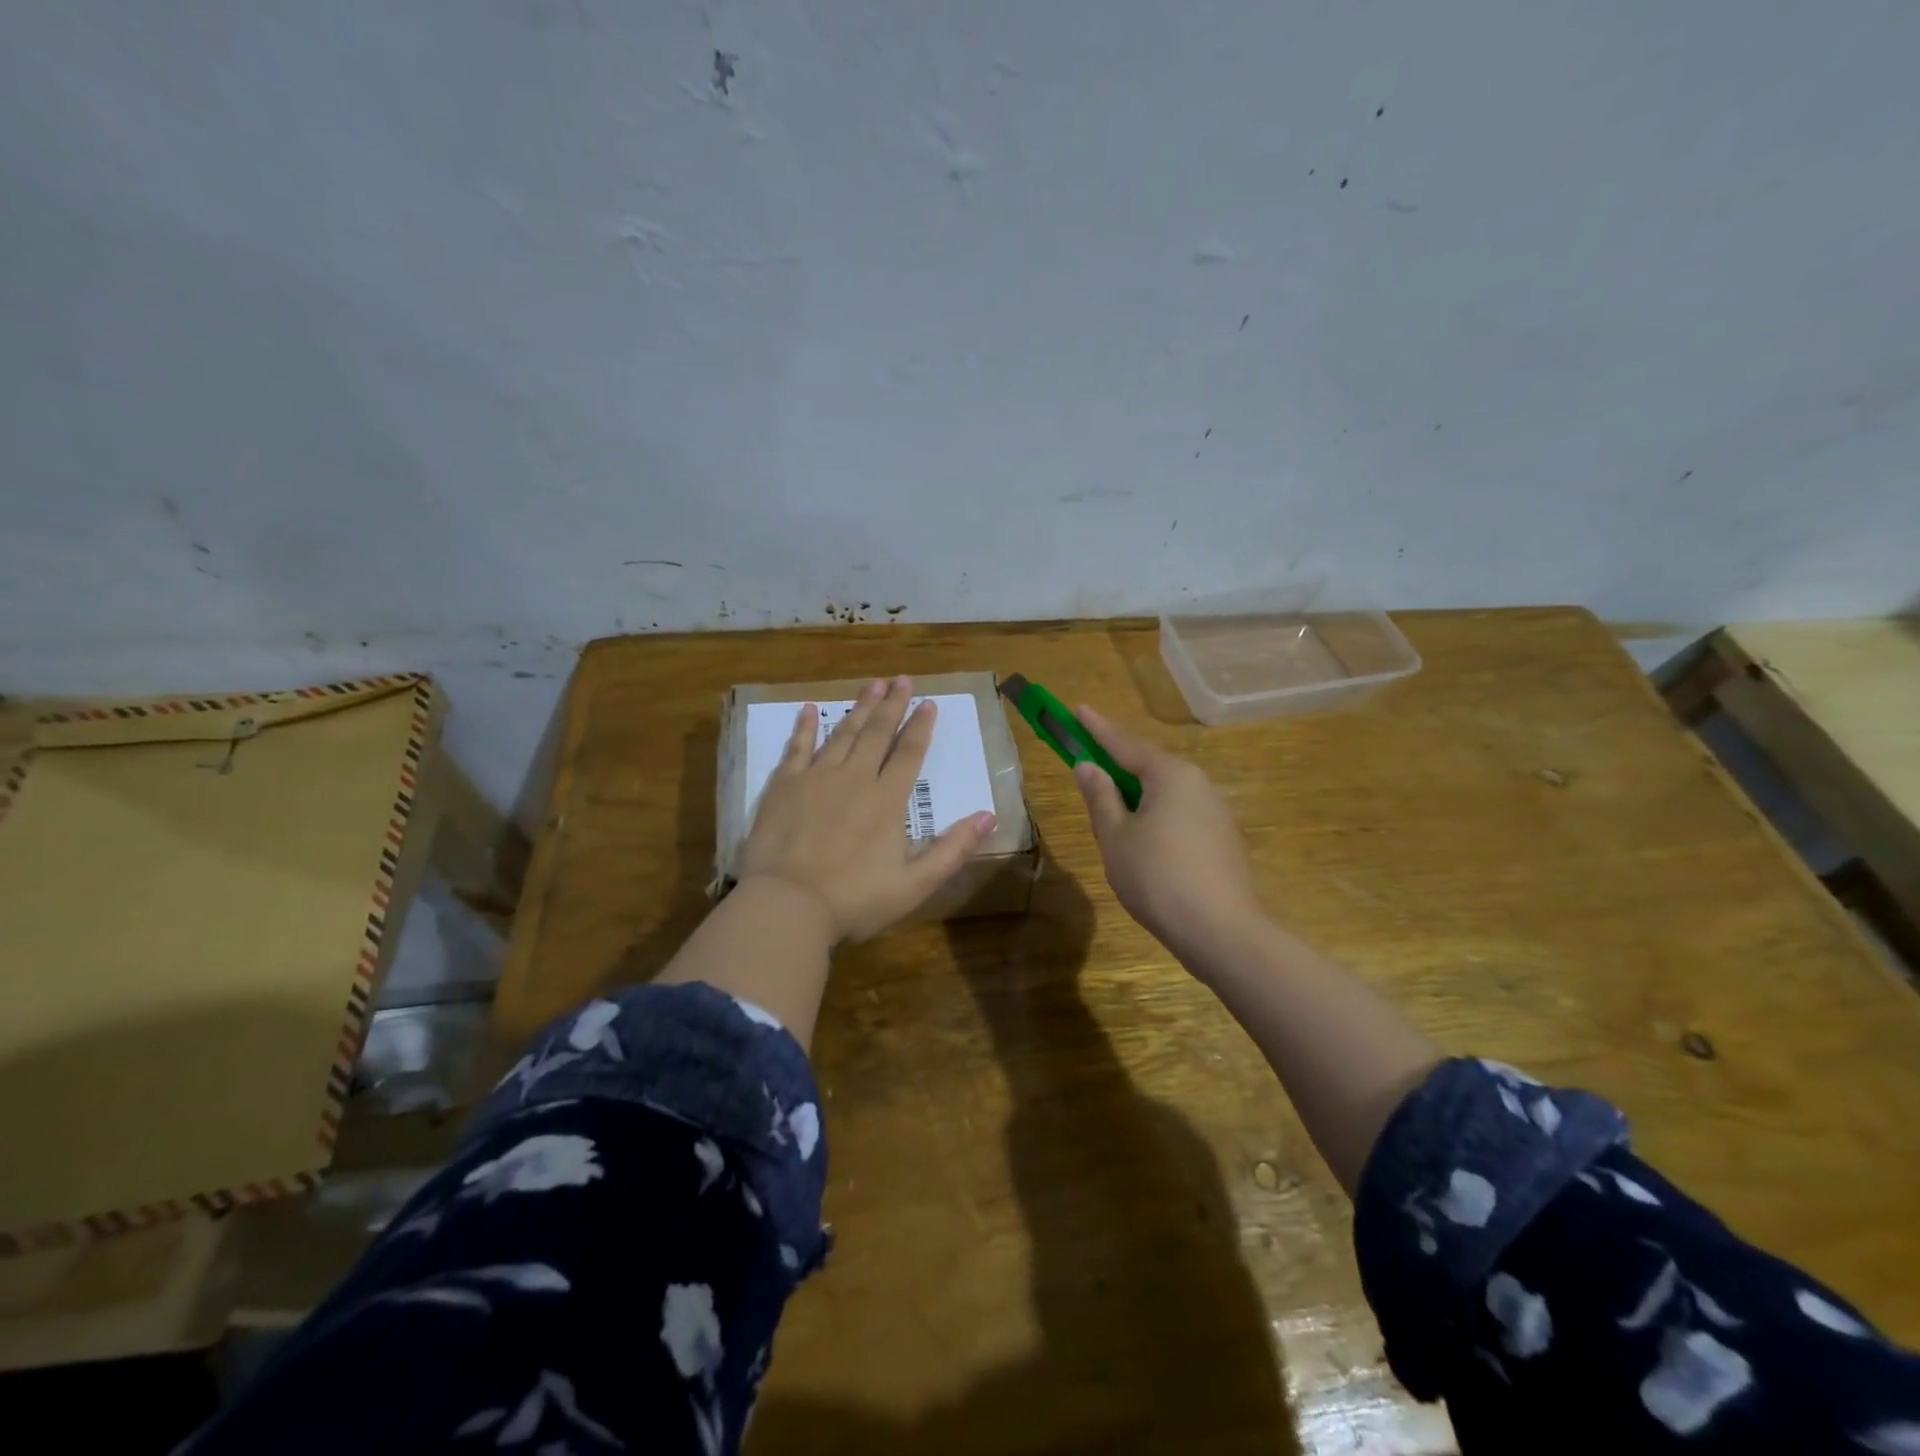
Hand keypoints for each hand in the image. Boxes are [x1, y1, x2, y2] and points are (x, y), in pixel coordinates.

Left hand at [739, 676, 996, 942]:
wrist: (787, 905)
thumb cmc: (854, 900)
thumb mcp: (915, 884)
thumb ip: (953, 850)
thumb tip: (989, 816)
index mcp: (887, 800)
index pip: (910, 753)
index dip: (921, 726)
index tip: (929, 702)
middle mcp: (855, 778)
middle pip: (878, 733)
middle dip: (893, 705)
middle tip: (902, 679)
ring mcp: (816, 778)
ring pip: (843, 734)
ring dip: (859, 708)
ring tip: (872, 685)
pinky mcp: (784, 786)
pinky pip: (797, 748)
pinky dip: (805, 727)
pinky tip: (809, 708)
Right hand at [1071, 705, 1259, 961]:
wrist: (1221, 931)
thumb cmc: (1157, 877)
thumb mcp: (1116, 836)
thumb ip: (1101, 797)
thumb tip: (1089, 766)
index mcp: (1171, 775)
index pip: (1125, 744)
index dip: (1097, 729)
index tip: (1078, 709)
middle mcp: (1198, 784)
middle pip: (1149, 767)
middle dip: (1118, 766)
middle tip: (1089, 767)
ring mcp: (1216, 812)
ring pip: (1165, 793)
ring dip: (1137, 796)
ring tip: (1112, 815)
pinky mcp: (1223, 840)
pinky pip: (1180, 815)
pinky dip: (1156, 816)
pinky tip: (1144, 843)